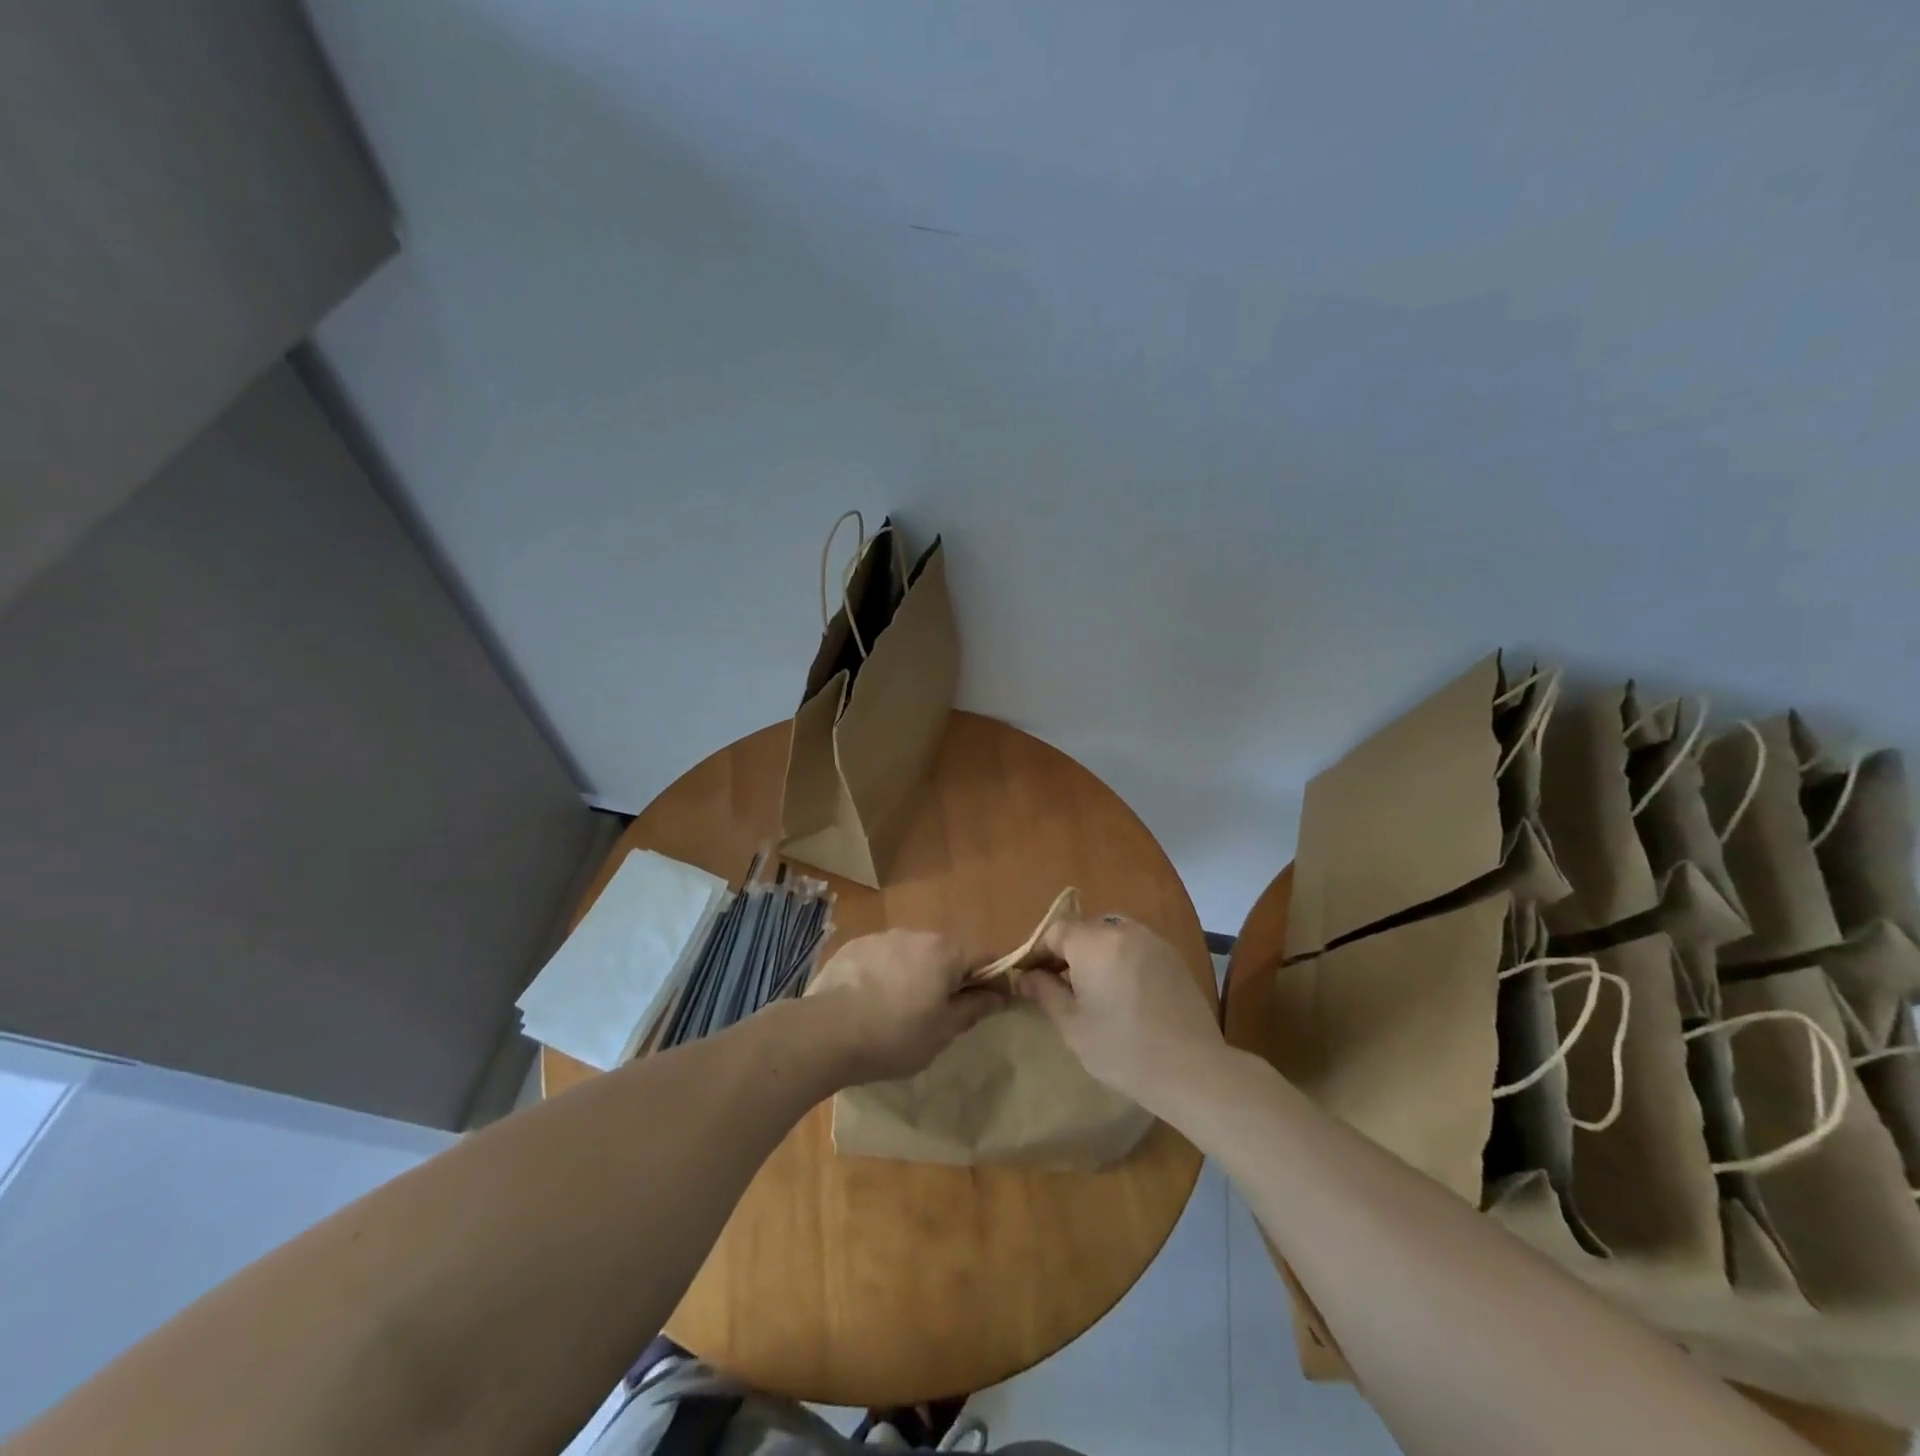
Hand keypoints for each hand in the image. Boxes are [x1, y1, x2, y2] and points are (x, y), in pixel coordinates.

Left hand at [808, 929, 1006, 1084]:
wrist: (826, 1032)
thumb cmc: (895, 1035)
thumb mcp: (943, 1031)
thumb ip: (974, 1008)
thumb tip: (999, 994)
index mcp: (945, 952)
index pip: (985, 957)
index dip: (994, 980)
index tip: (992, 1005)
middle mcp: (916, 934)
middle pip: (947, 953)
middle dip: (951, 977)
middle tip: (942, 1013)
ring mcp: (882, 937)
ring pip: (912, 954)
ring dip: (917, 974)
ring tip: (901, 1009)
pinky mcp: (854, 947)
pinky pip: (882, 958)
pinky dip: (886, 974)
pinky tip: (872, 1002)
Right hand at [1016, 913, 1224, 1104]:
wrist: (1191, 1070)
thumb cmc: (1122, 1049)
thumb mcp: (1072, 1025)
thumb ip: (1045, 992)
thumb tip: (1025, 976)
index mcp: (1093, 943)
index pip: (1055, 931)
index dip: (1037, 952)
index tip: (1028, 977)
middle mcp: (1123, 931)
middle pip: (1084, 930)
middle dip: (1066, 952)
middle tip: (1057, 985)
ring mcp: (1152, 941)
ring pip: (1111, 935)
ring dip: (1094, 954)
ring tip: (1091, 989)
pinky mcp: (1172, 957)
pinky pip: (1135, 947)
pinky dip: (1120, 960)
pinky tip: (1122, 992)